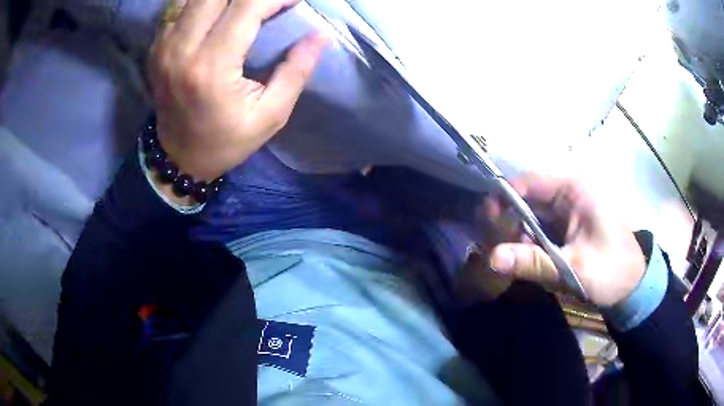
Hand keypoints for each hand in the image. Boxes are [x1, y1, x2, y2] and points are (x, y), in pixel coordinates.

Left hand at [149, 0, 327, 181]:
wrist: (178, 157)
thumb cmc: (226, 141)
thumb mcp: (270, 115)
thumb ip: (296, 71)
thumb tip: (321, 34)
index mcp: (210, 67)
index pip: (247, 6)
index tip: (296, 1)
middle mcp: (181, 48)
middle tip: (268, 4)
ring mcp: (164, 45)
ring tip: (246, 7)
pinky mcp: (157, 46)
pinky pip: (180, 5)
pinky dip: (204, 2)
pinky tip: (219, 11)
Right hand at [486, 174, 646, 306]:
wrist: (632, 285)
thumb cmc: (611, 270)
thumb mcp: (573, 268)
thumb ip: (533, 262)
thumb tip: (491, 259)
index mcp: (575, 187)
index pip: (531, 181)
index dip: (505, 198)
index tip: (487, 223)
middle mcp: (569, 190)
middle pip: (527, 197)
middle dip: (509, 222)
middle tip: (495, 248)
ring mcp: (567, 206)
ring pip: (530, 213)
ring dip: (518, 235)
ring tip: (510, 259)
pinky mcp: (566, 222)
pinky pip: (539, 226)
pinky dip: (529, 242)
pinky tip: (525, 259)